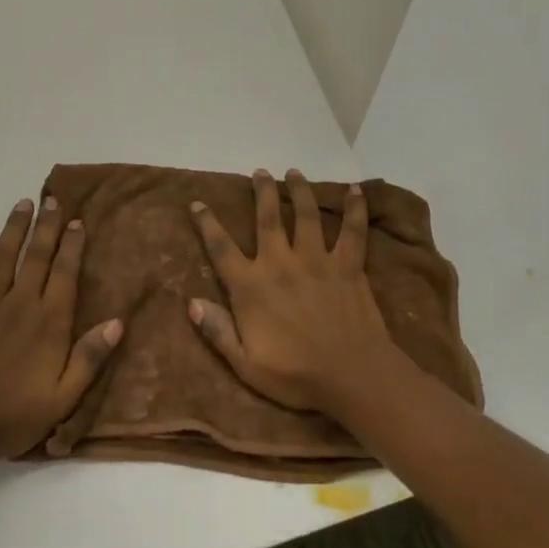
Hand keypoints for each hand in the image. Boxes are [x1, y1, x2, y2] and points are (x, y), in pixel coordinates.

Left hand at [0, 195, 122, 471]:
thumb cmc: (12, 415)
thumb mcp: (62, 398)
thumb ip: (90, 358)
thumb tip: (118, 322)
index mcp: (48, 321)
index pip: (64, 271)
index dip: (72, 244)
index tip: (77, 221)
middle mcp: (19, 302)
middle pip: (36, 255)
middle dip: (47, 225)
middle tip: (53, 200)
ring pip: (4, 254)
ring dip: (15, 227)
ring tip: (23, 203)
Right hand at [188, 169, 414, 417]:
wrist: (352, 375)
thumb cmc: (295, 375)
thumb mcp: (246, 364)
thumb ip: (218, 332)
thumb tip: (191, 303)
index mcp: (251, 287)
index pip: (221, 248)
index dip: (207, 224)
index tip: (197, 203)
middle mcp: (281, 263)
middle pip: (267, 218)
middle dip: (261, 192)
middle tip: (259, 172)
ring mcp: (316, 260)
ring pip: (306, 215)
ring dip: (299, 190)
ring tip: (294, 172)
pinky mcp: (347, 265)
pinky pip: (352, 230)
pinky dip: (355, 208)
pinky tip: (357, 190)